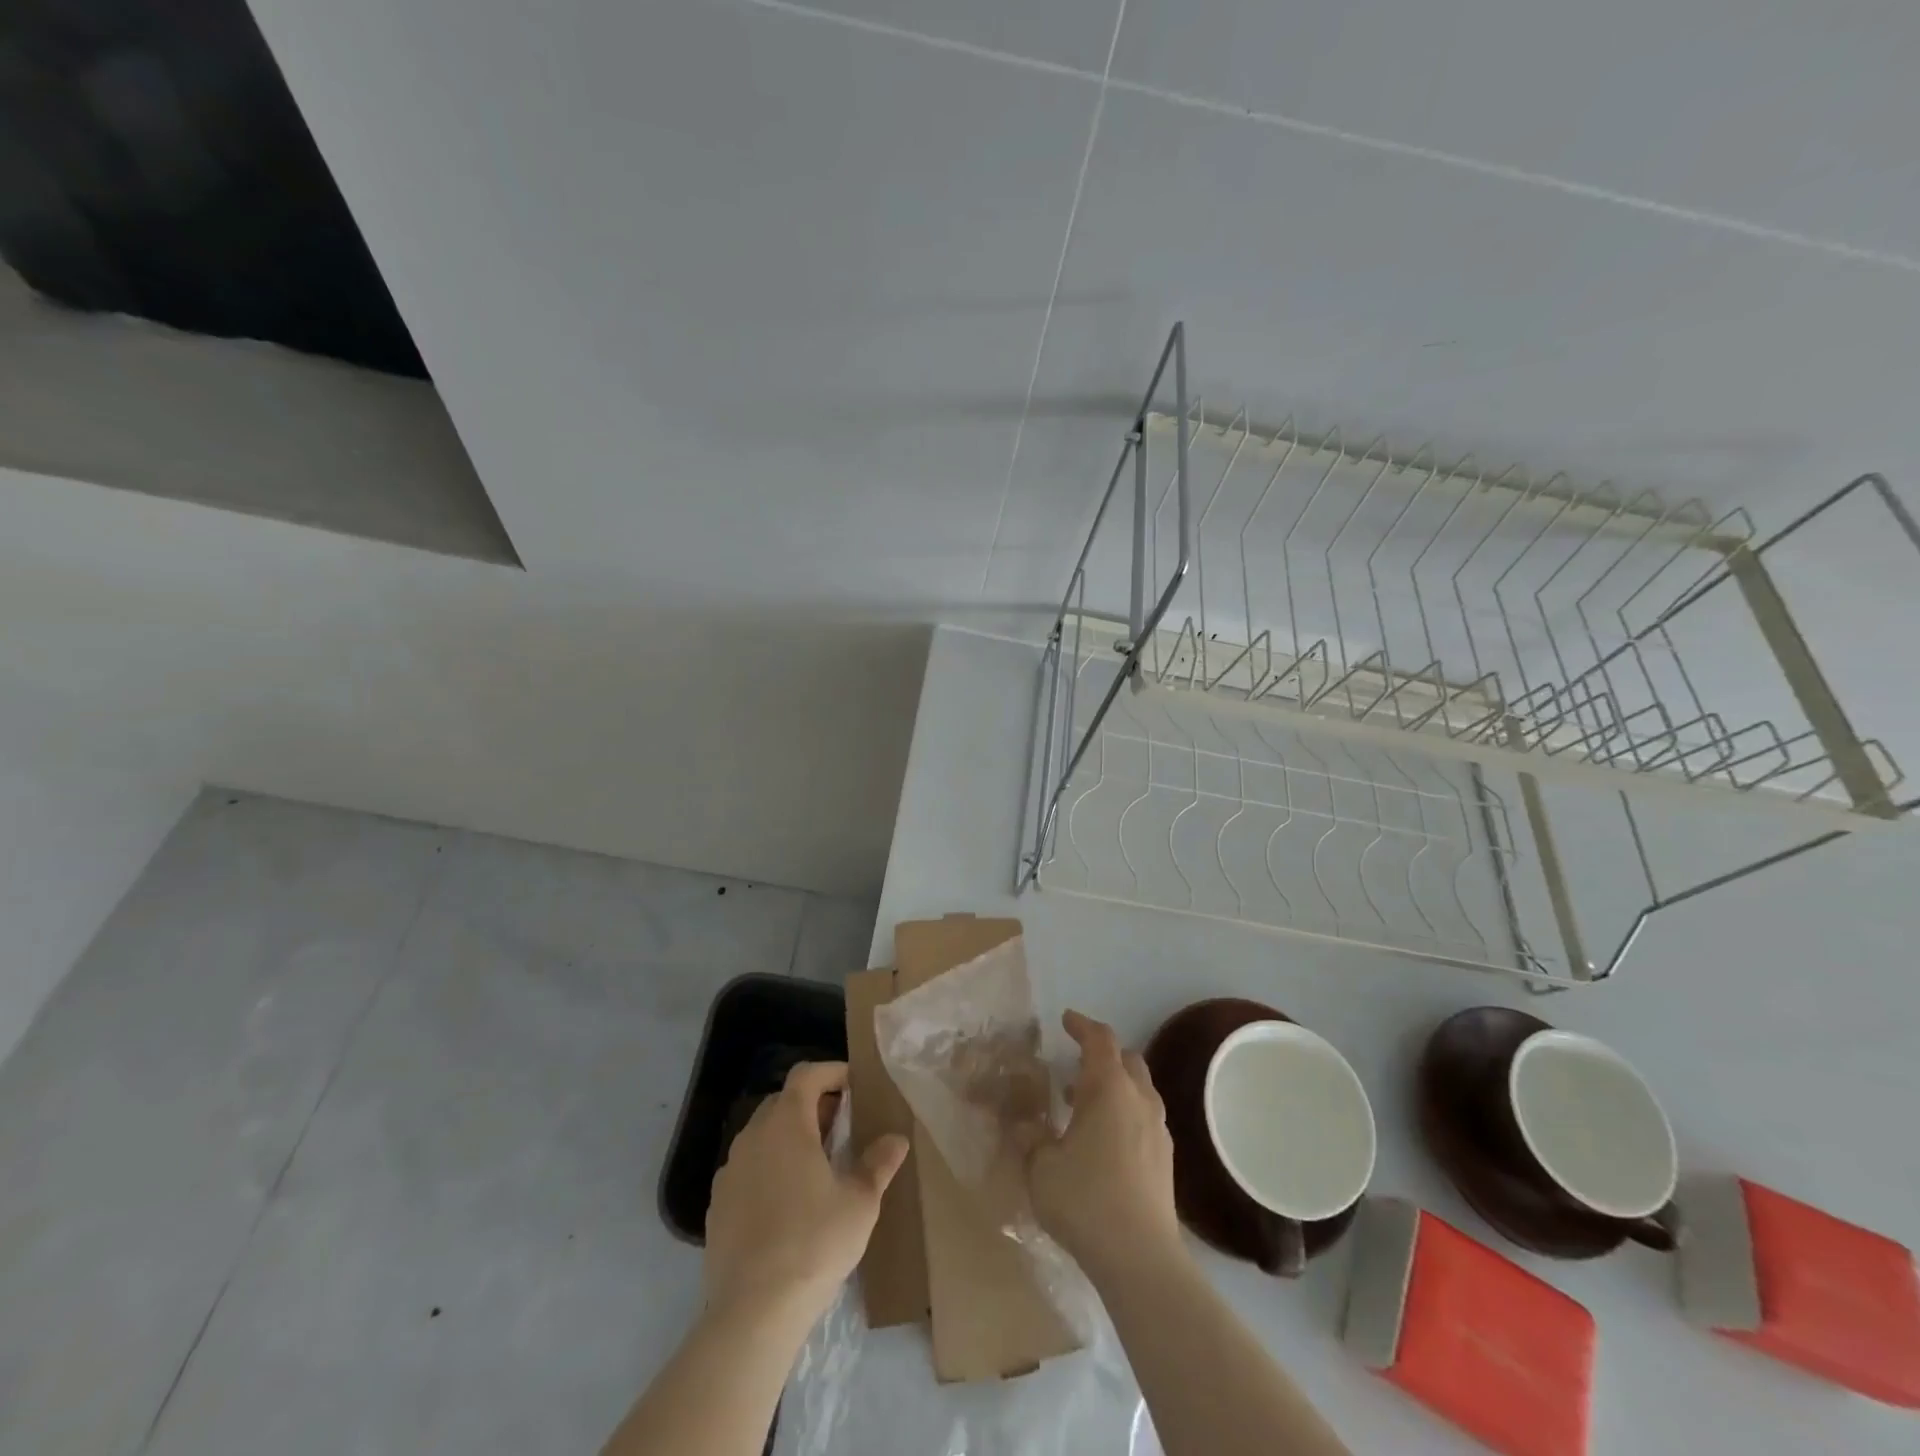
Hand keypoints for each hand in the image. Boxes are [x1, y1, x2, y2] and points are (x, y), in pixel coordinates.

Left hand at [704, 1061, 907, 1330]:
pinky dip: (768, 1171)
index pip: (806, 1074)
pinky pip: (747, 1170)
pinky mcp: (716, 1206)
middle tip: (841, 1129)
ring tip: (816, 1168)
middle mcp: (752, 1136)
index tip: (855, 1087)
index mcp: (786, 1123)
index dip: (832, 1072)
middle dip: (812, 1106)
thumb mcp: (859, 1202)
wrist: (752, 1312)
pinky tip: (787, 1206)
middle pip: (783, 1102)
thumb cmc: (814, 1243)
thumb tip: (897, 1139)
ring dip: (789, 1139)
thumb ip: (878, 1163)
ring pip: (762, 1137)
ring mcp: (729, 1171)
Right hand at [1022, 1011, 1181, 1282]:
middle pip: (1126, 1060)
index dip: (1082, 1026)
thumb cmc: (1085, 1199)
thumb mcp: (1041, 1166)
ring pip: (1139, 1090)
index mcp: (1109, 1088)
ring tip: (1081, 1106)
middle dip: (1102, 1055)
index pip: (1100, 1040)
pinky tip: (1104, 1142)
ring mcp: (1158, 1130)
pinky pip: (1144, 1118)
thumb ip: (1030, 1138)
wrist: (1140, 1258)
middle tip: (1074, 1065)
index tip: (1066, 1020)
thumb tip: (1023, 1125)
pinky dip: (1125, 1114)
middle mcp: (1139, 1099)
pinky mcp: (1165, 1160)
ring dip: (1113, 1087)